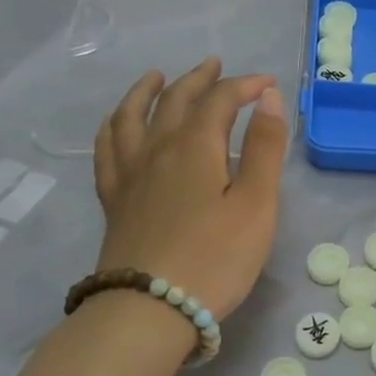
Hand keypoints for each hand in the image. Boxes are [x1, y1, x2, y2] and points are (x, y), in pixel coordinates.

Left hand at [92, 58, 287, 320]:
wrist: (150, 309)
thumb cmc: (216, 257)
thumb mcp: (256, 203)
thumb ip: (263, 147)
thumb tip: (268, 98)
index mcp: (195, 146)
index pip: (219, 100)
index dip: (244, 86)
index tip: (268, 85)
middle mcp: (156, 149)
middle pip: (175, 101)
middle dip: (199, 79)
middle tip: (215, 66)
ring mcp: (129, 174)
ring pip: (132, 117)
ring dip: (146, 91)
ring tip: (156, 77)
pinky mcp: (114, 200)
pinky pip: (107, 149)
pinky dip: (114, 126)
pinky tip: (118, 125)